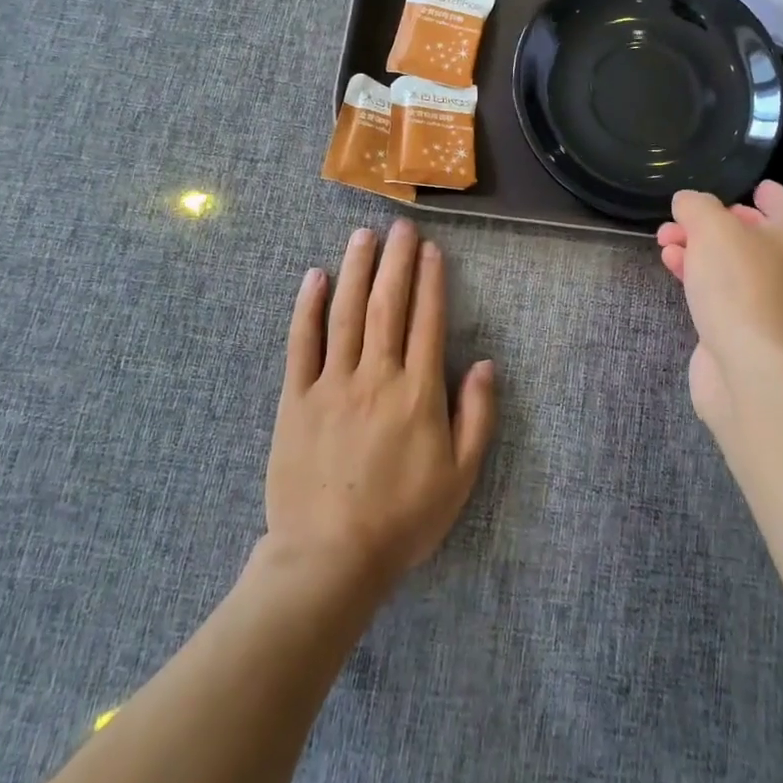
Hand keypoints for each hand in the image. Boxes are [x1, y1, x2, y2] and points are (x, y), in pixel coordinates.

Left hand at [266, 220, 496, 588]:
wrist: (330, 557)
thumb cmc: (403, 519)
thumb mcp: (460, 476)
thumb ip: (477, 417)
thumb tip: (485, 364)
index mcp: (418, 392)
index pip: (427, 320)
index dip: (430, 280)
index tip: (430, 249)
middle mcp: (376, 376)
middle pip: (388, 305)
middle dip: (395, 261)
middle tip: (400, 225)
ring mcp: (332, 384)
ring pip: (346, 313)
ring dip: (356, 270)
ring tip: (363, 235)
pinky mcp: (296, 399)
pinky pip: (302, 344)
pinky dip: (308, 307)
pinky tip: (314, 277)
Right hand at [655, 180, 782, 428]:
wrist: (755, 371)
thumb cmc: (742, 286)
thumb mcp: (712, 228)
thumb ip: (696, 206)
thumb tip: (688, 202)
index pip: (782, 200)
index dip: (756, 191)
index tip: (732, 188)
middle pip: (752, 233)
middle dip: (710, 223)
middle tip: (676, 220)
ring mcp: (775, 302)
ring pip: (733, 264)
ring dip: (698, 250)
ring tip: (664, 242)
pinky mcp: (751, 331)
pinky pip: (724, 293)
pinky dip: (700, 278)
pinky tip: (673, 269)